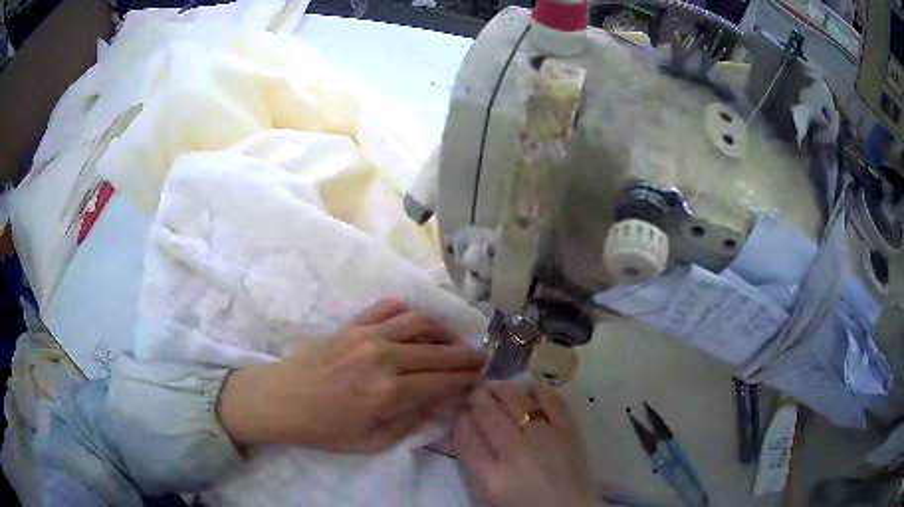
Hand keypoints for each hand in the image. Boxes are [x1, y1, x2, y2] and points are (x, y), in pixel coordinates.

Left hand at [217, 298, 483, 453]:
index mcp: (388, 392)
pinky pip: (388, 307)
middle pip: (438, 351)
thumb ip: (411, 422)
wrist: (279, 400)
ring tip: (454, 341)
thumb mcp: (371, 443)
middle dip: (465, 355)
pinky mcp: (352, 324)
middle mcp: (383, 357)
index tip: (481, 378)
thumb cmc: (324, 429)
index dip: (466, 379)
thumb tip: (443, 403)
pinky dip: (408, 311)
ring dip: (444, 330)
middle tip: (479, 359)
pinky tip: (416, 323)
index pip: (443, 381)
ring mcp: (366, 335)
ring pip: (419, 323)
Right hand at [453, 381, 599, 506]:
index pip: (466, 437)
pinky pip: (552, 401)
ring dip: (502, 389)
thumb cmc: (523, 504)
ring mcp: (544, 438)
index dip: (459, 419)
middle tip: (474, 389)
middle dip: (476, 396)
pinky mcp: (568, 431)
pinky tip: (530, 389)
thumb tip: (464, 426)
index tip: (457, 410)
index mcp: (491, 477)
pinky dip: (539, 391)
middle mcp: (515, 453)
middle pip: (488, 414)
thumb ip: (473, 460)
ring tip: (497, 385)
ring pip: (516, 401)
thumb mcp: (487, 492)